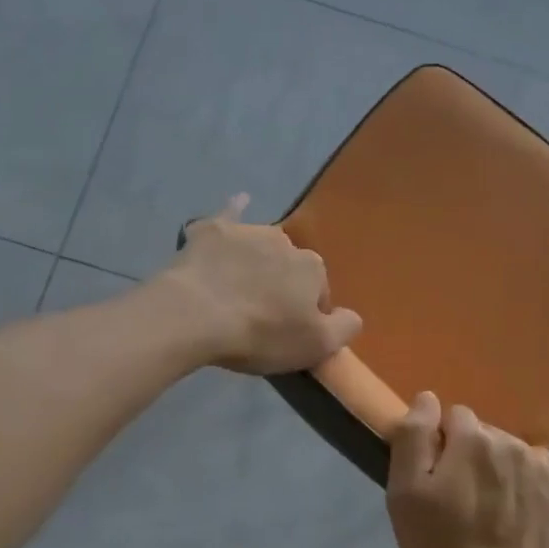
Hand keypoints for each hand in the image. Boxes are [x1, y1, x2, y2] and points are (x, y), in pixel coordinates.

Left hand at [163, 194, 362, 373]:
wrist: (196, 315)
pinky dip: (235, 209)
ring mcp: (247, 231)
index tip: (285, 333)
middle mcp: (285, 241)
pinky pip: (228, 215)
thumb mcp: (316, 346)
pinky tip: (239, 201)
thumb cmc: (261, 334)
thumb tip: (352, 315)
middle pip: (289, 268)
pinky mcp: (211, 231)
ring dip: (257, 261)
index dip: (304, 315)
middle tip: (260, 316)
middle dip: (281, 286)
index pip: (318, 293)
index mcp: (312, 268)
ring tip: (237, 288)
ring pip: (261, 246)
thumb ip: (344, 328)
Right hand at [387, 392, 548, 547]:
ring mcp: (543, 466)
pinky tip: (515, 518)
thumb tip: (427, 398)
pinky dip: (523, 487)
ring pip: (509, 453)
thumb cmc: (443, 546)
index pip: (452, 416)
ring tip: (488, 511)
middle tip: (459, 498)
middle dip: (469, 455)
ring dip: (497, 470)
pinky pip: (534, 474)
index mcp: (473, 438)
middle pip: (483, 434)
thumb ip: (413, 436)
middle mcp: (512, 442)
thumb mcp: (405, 493)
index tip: (436, 478)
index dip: (440, 444)